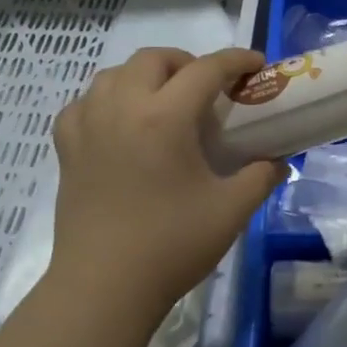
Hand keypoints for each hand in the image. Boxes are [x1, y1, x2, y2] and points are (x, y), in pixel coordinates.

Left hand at [45, 47, 283, 343]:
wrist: (104, 287)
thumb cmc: (171, 245)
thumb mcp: (231, 210)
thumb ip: (261, 177)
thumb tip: (278, 161)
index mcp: (165, 118)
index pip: (205, 70)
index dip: (236, 61)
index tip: (256, 65)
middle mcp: (122, 108)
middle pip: (154, 59)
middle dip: (187, 63)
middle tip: (209, 89)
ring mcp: (88, 126)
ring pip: (113, 74)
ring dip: (145, 76)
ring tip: (164, 102)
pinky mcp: (67, 149)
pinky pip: (84, 104)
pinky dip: (105, 101)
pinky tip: (119, 123)